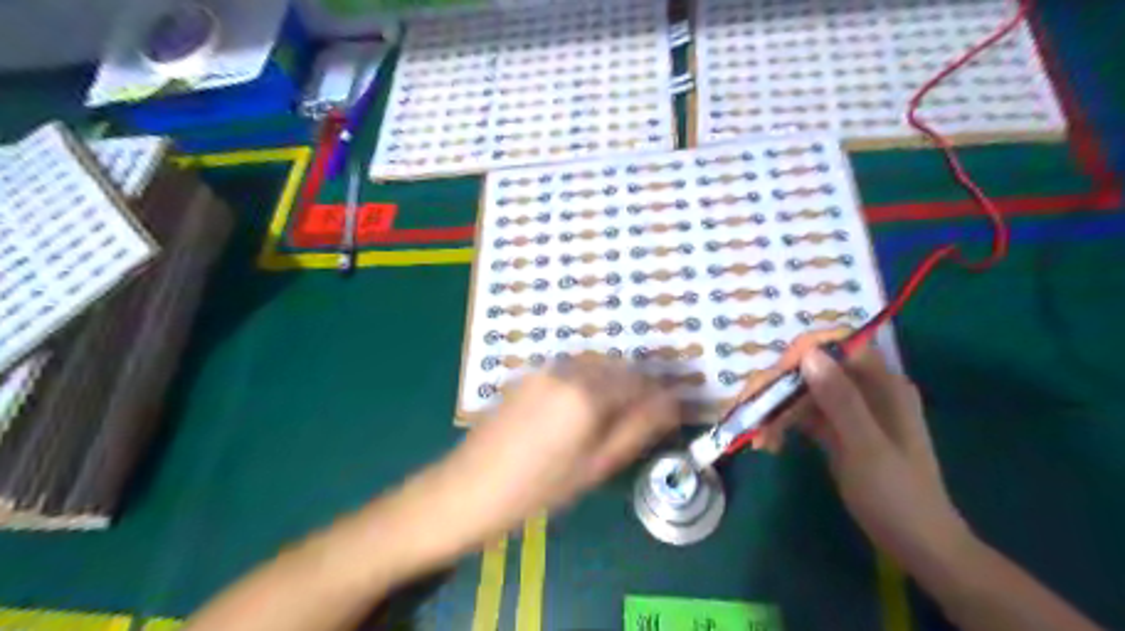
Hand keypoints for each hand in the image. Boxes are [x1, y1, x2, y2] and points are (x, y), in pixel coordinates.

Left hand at [445, 355, 674, 537]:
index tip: (667, 412)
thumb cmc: (539, 488)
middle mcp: (567, 371)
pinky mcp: (527, 374)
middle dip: (636, 385)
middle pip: (617, 366)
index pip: (640, 381)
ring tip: (612, 412)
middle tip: (641, 415)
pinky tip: (579, 407)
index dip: (658, 395)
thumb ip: (637, 429)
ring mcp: (544, 369)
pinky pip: (570, 368)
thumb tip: (671, 404)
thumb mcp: (596, 465)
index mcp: (588, 395)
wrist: (470, 487)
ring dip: (612, 379)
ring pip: (594, 363)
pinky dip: (587, 378)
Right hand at [739, 333, 975, 564]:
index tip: (775, 379)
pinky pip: (803, 415)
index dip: (802, 353)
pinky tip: (768, 444)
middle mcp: (865, 389)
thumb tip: (808, 353)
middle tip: (751, 412)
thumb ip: (840, 399)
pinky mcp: (838, 429)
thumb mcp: (865, 447)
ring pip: (803, 392)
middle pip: (812, 369)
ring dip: (776, 410)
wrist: (917, 545)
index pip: (837, 346)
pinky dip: (783, 425)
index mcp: (882, 384)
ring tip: (758, 439)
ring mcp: (850, 410)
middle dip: (779, 388)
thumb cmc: (896, 496)